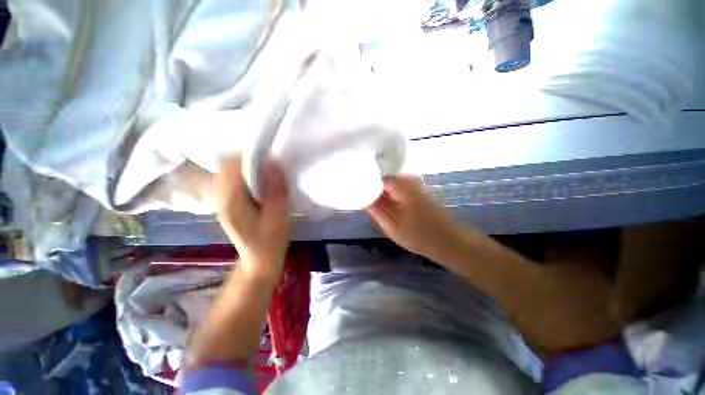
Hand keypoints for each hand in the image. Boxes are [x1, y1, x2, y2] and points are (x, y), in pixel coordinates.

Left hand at [215, 156, 290, 280]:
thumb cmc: (271, 242)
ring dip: (246, 167)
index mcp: (231, 202)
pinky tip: (259, 185)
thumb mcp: (278, 217)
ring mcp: (221, 201)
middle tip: (269, 167)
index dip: (249, 157)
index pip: (229, 166)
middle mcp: (220, 198)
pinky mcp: (227, 203)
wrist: (259, 260)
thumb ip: (275, 191)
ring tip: (265, 174)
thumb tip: (273, 164)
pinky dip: (245, 175)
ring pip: (227, 171)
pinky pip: (231, 180)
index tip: (270, 159)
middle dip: (247, 160)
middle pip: (225, 165)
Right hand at [368, 175, 460, 261]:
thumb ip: (377, 210)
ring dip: (382, 193)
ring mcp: (416, 186)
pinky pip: (400, 190)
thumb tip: (364, 198)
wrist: (451, 242)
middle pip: (385, 180)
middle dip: (374, 188)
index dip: (368, 184)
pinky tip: (387, 206)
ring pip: (392, 185)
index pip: (379, 178)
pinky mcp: (419, 192)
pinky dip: (391, 196)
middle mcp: (409, 181)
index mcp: (402, 186)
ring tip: (373, 204)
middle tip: (364, 199)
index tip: (359, 191)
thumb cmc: (421, 236)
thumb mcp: (392, 226)